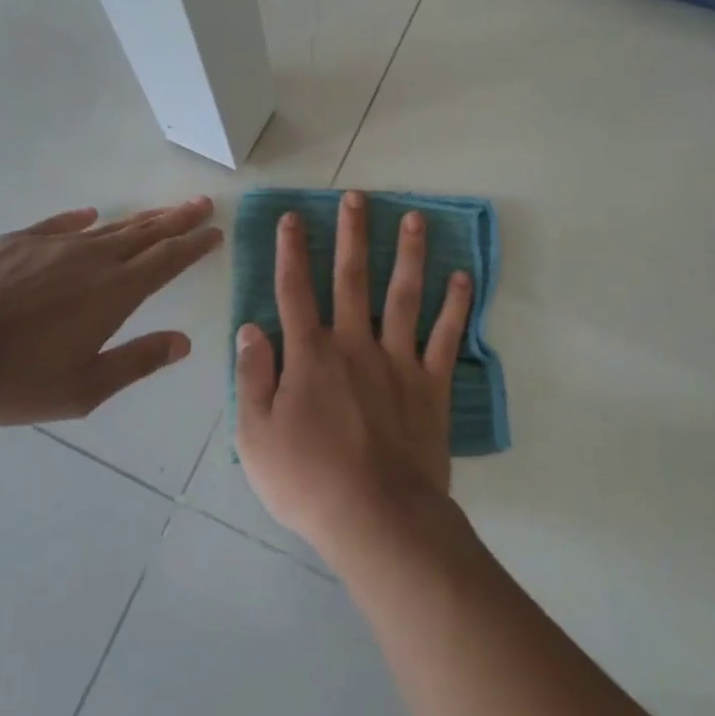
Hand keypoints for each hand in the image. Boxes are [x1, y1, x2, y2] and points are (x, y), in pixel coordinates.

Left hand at [0, 198, 222, 425]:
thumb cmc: (11, 378)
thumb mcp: (82, 388)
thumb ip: (136, 361)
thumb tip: (183, 343)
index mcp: (114, 292)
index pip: (167, 259)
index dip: (194, 244)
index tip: (215, 231)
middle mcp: (91, 259)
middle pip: (144, 232)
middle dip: (177, 219)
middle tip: (201, 203)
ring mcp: (51, 245)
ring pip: (108, 227)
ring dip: (140, 218)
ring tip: (162, 211)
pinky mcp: (15, 241)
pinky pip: (60, 224)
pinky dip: (81, 220)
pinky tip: (90, 215)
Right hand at [235, 190, 472, 565]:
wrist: (378, 518)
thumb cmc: (309, 481)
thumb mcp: (256, 436)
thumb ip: (252, 376)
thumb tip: (251, 328)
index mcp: (310, 356)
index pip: (295, 291)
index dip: (292, 251)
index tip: (293, 217)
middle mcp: (354, 345)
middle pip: (351, 279)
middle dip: (352, 234)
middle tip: (357, 196)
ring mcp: (398, 362)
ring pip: (403, 296)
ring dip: (409, 254)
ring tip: (415, 218)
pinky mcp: (432, 385)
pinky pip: (445, 337)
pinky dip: (455, 306)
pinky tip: (463, 277)